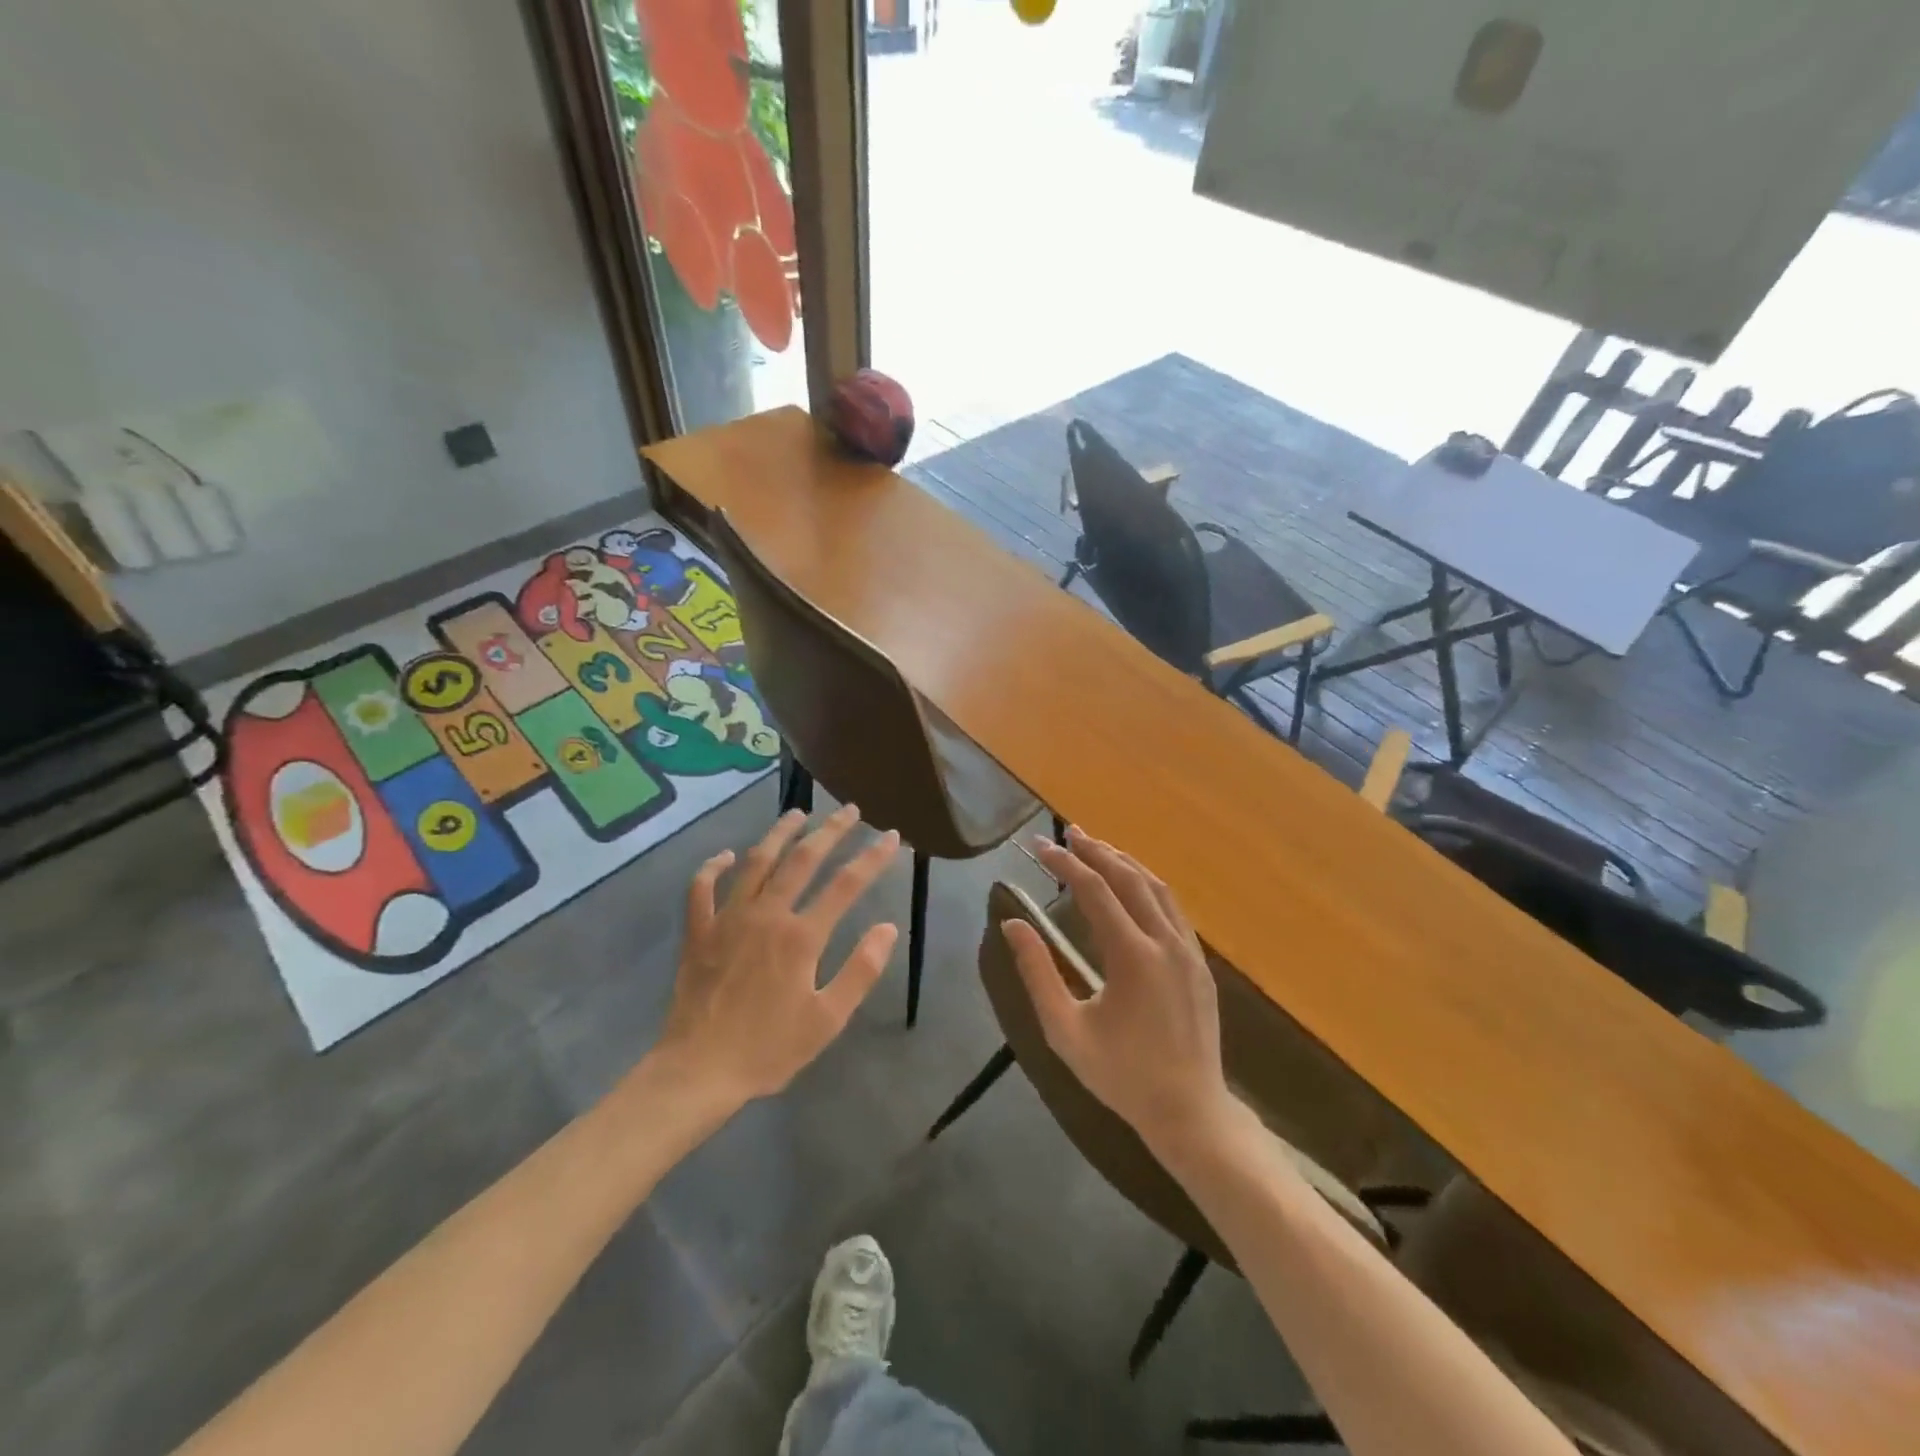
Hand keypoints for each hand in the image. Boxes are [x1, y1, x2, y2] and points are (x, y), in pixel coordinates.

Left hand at [648, 805, 900, 1111]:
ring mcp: (728, 919)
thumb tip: (886, 927)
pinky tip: (726, 855)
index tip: (891, 836)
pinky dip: (714, 867)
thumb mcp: (828, 1019)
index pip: (846, 885)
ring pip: (757, 862)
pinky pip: (702, 889)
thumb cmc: (769, 1049)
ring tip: (797, 813)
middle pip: (803, 860)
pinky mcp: (699, 932)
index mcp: (802, 936)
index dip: (873, 858)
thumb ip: (860, 970)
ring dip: (779, 834)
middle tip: (849, 810)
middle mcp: (767, 915)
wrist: (698, 1071)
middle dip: (831, 831)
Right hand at [1003, 828, 1234, 1156]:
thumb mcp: (1065, 1029)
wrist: (1189, 1112)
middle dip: (1096, 851)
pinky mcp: (1199, 963)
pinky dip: (1147, 885)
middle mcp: (1165, 942)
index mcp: (1132, 956)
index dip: (1065, 863)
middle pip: (1128, 878)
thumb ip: (1037, 973)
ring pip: (1156, 887)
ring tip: (1097, 848)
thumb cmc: (1120, 1075)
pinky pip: (1172, 908)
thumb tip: (1013, 924)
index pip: (1094, 890)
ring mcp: (1188, 950)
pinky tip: (1133, 886)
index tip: (1039, 847)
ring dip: (1124, 862)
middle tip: (1068, 834)